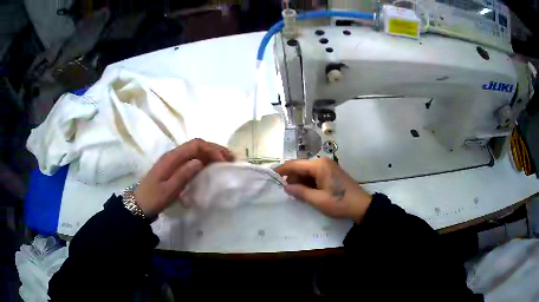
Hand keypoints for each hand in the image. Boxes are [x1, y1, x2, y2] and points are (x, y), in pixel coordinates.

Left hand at [134, 138, 233, 217]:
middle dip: (214, 148)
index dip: (211, 149)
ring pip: (195, 151)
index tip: (223, 160)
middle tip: (231, 157)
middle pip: (197, 145)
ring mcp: (174, 161)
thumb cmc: (154, 198)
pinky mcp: (174, 167)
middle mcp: (173, 155)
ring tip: (225, 160)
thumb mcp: (169, 190)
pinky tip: (212, 166)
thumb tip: (199, 161)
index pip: (195, 145)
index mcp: (172, 158)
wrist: (139, 204)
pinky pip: (192, 158)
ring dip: (211, 153)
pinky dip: (204, 160)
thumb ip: (183, 175)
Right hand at [274, 158, 371, 222]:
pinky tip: (306, 193)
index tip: (270, 176)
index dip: (282, 170)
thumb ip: (300, 192)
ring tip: (296, 195)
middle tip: (286, 193)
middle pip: (300, 168)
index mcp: (319, 166)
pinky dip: (308, 184)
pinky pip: (314, 176)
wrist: (361, 206)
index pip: (294, 164)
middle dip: (292, 179)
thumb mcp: (318, 200)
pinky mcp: (331, 174)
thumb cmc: (339, 202)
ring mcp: (328, 167)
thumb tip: (285, 186)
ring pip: (307, 172)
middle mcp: (322, 163)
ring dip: (300, 182)